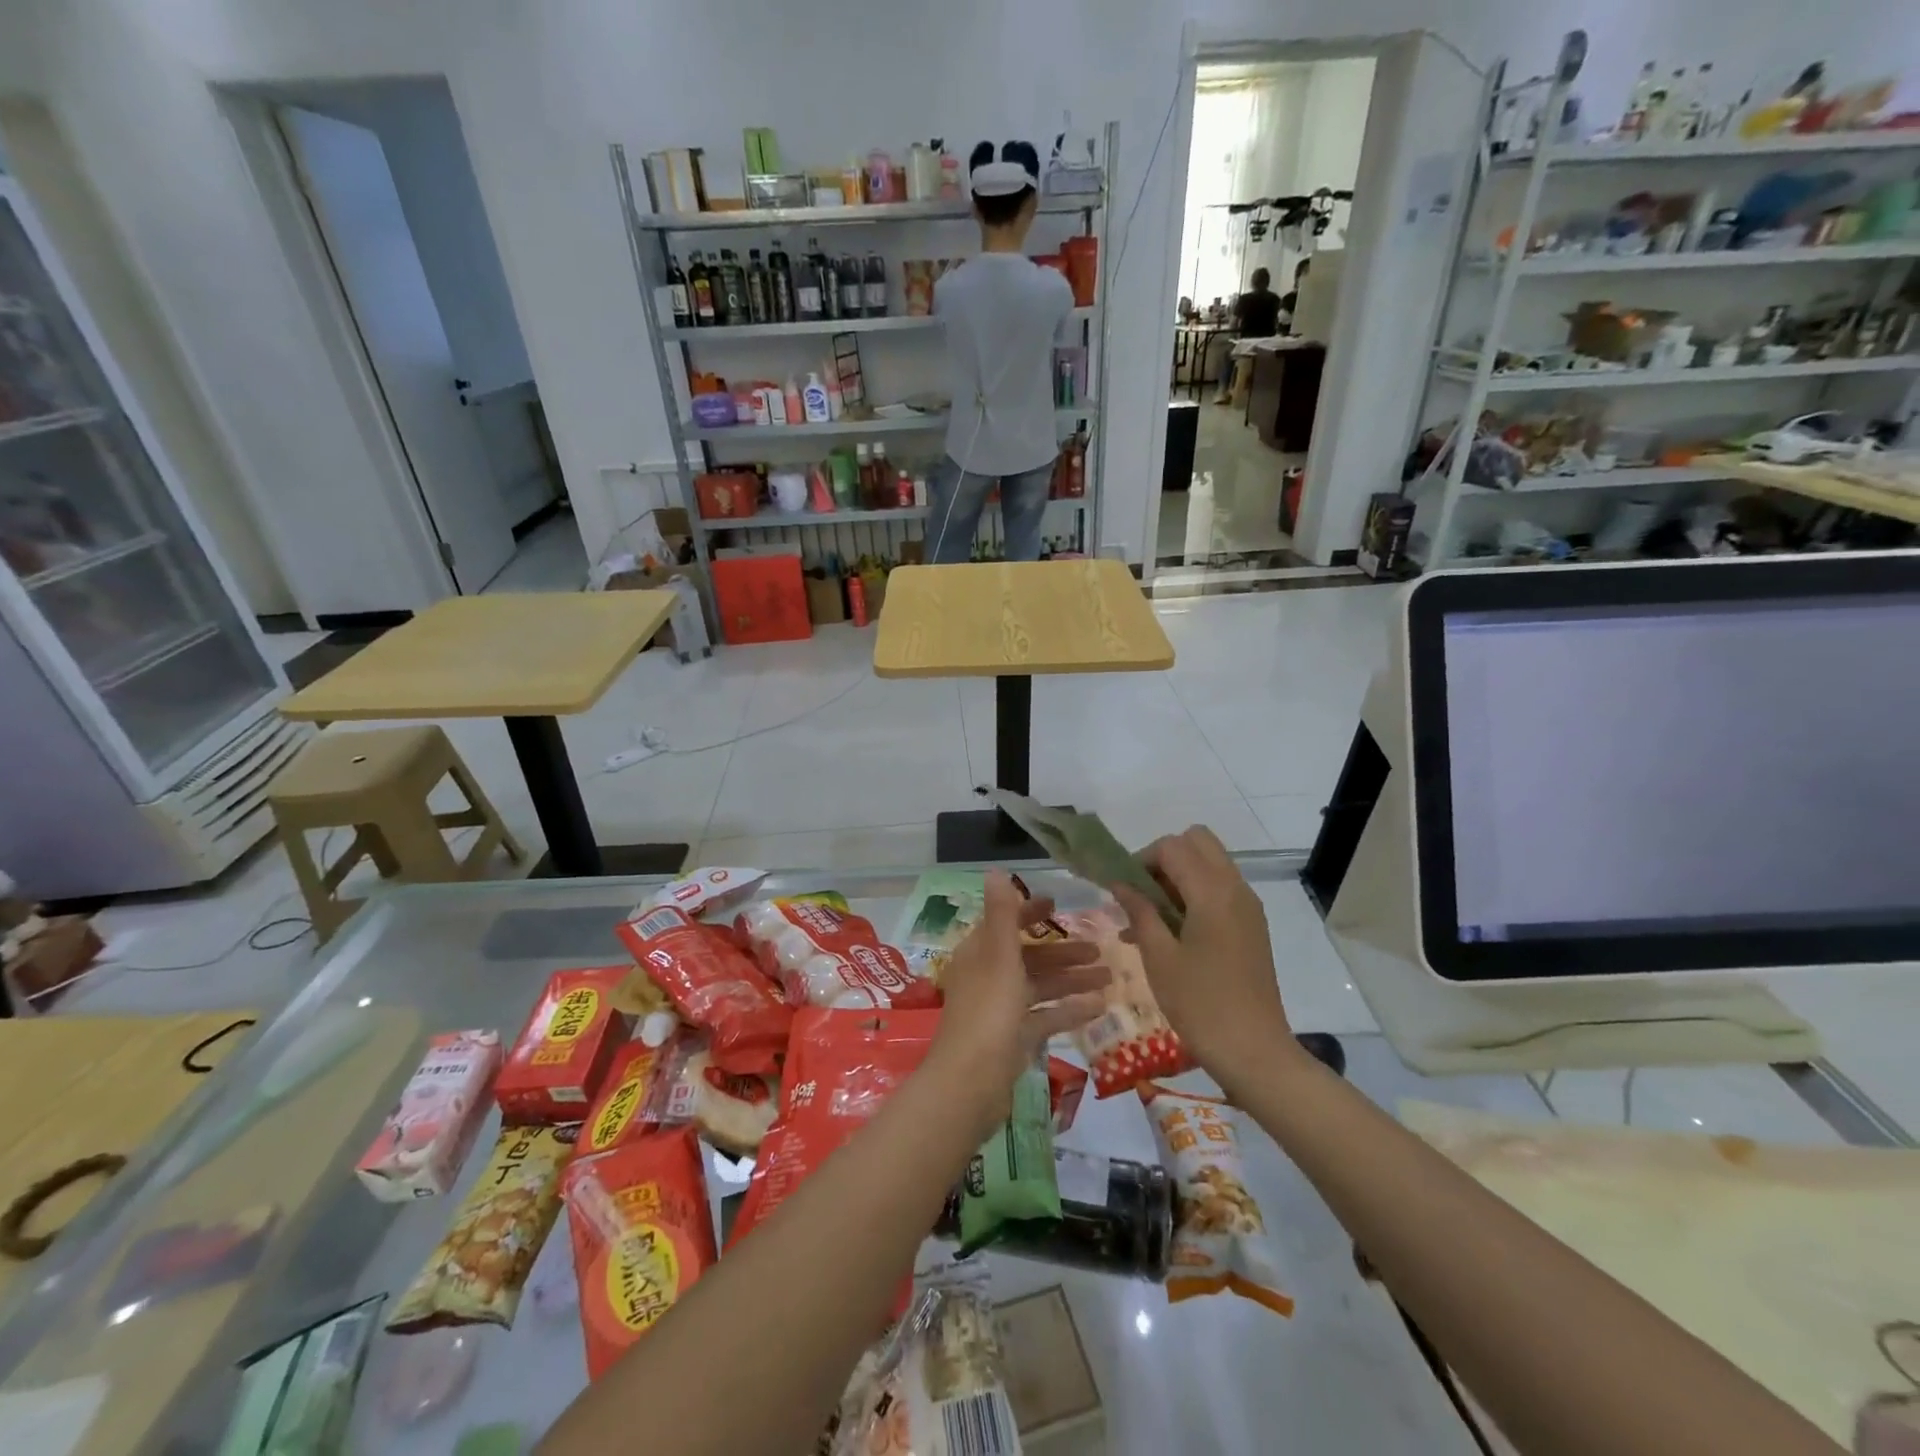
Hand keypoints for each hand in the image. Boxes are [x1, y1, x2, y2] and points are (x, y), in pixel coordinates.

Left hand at [928, 871, 1107, 1133]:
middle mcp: (989, 976)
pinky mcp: (1014, 1038)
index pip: (1005, 923)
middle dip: (1063, 951)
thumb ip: (1002, 914)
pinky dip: (1069, 1009)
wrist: (971, 1082)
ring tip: (1110, 976)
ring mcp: (1001, 1009)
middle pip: (1029, 956)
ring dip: (1072, 979)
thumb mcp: (999, 956)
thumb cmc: (988, 1011)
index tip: (1058, 904)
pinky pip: (1045, 1016)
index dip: (1030, 911)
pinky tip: (1100, 1007)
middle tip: (1100, 948)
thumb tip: (995, 871)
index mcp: (981, 953)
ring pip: (1040, 986)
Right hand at [1111, 826, 1294, 1095]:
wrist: (1254, 1051)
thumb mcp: (1159, 956)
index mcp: (1212, 891)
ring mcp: (1248, 906)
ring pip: (1209, 864)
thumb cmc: (1200, 1004)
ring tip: (1149, 919)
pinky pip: (1220, 889)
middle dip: (1164, 858)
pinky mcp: (1252, 925)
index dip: (1141, 859)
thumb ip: (1139, 910)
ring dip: (1178, 876)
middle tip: (1142, 894)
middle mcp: (1235, 888)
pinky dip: (1194, 894)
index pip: (1172, 846)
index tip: (1122, 890)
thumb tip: (1119, 882)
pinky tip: (1170, 933)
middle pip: (1197, 842)